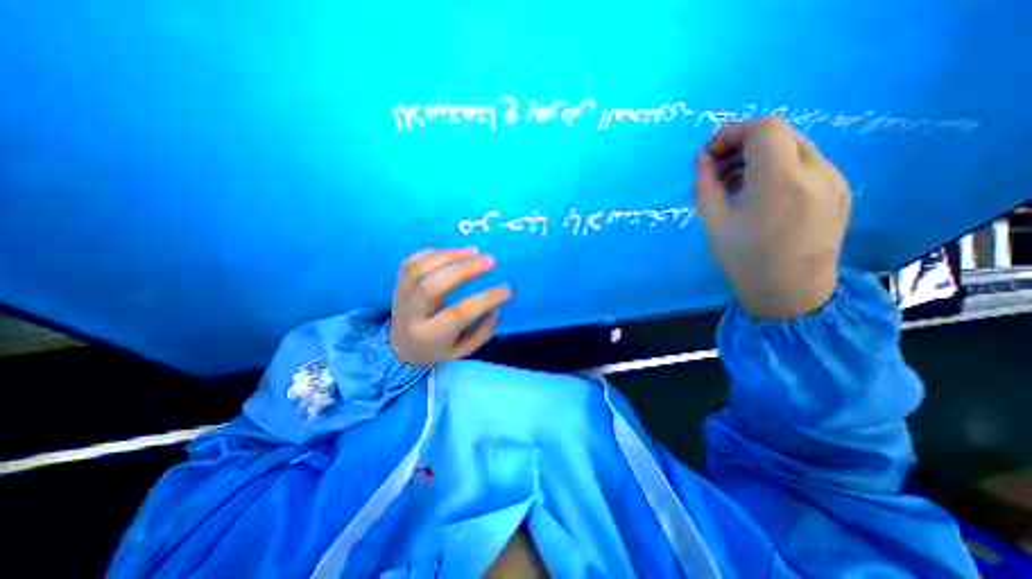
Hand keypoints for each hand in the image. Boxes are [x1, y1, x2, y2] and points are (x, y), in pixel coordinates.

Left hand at [389, 246, 513, 364]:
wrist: (400, 347)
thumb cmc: (437, 348)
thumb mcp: (462, 350)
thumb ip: (481, 332)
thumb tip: (495, 308)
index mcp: (429, 335)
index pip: (458, 314)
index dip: (484, 299)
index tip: (507, 290)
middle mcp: (411, 315)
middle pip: (432, 286)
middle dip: (463, 269)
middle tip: (490, 260)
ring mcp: (400, 296)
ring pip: (419, 269)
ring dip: (449, 256)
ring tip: (474, 251)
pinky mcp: (397, 282)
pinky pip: (411, 261)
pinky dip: (434, 253)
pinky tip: (454, 252)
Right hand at [692, 116, 854, 318]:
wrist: (791, 293)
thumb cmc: (745, 260)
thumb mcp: (714, 223)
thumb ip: (704, 186)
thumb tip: (702, 161)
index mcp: (781, 179)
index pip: (763, 128)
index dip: (731, 133)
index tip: (710, 156)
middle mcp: (816, 171)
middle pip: (780, 133)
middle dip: (742, 145)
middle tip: (718, 171)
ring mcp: (834, 180)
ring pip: (793, 147)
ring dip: (759, 156)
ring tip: (735, 185)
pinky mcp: (839, 191)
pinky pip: (805, 164)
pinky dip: (777, 168)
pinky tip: (760, 195)